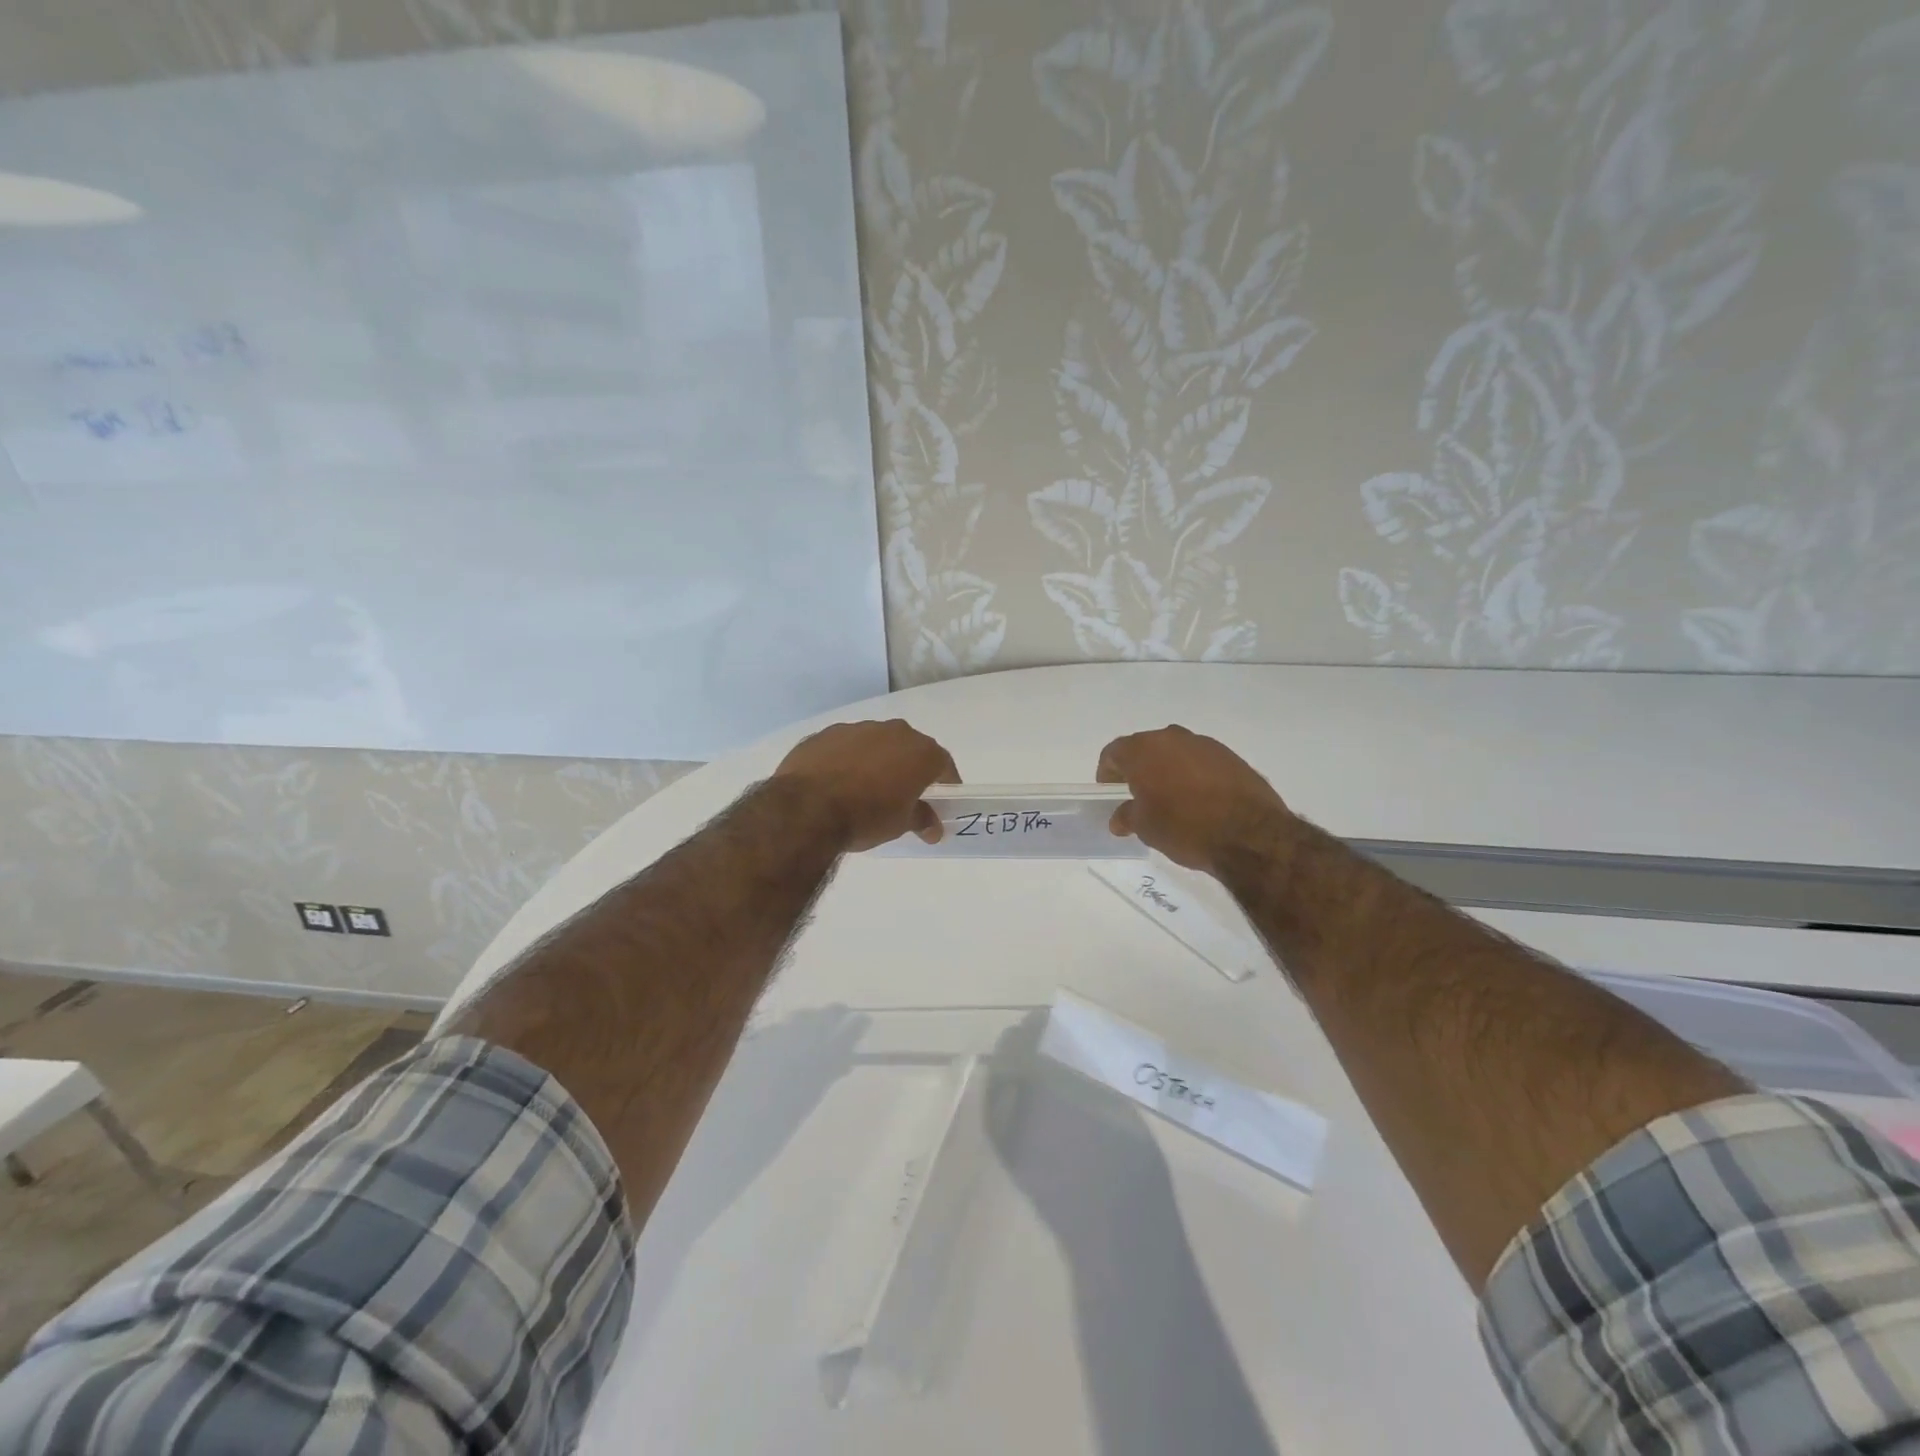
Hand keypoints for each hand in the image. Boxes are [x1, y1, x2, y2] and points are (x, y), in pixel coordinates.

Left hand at [773, 719, 959, 851]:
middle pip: (909, 748)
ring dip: (876, 760)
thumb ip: (921, 819)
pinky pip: (845, 746)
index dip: (946, 781)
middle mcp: (892, 731)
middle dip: (909, 768)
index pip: (943, 763)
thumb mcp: (900, 824)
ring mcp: (857, 728)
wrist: (806, 808)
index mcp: (919, 751)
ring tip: (866, 788)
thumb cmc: (866, 816)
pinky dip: (847, 760)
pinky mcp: (825, 734)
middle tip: (904, 793)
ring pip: (875, 743)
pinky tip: (836, 782)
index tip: (943, 798)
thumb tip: (933, 828)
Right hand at [1096, 725, 1290, 872]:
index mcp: (1143, 750)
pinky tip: (1199, 800)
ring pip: (1175, 752)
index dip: (1107, 772)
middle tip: (1138, 795)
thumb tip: (1120, 817)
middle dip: (1138, 768)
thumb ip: (1127, 816)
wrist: (1250, 835)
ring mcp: (1204, 744)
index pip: (1114, 752)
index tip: (1111, 792)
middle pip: (1145, 748)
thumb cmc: (1185, 828)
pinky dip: (1194, 774)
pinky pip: (1201, 761)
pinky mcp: (1231, 756)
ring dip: (1168, 769)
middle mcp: (1172, 737)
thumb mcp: (1146, 828)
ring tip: (1171, 799)